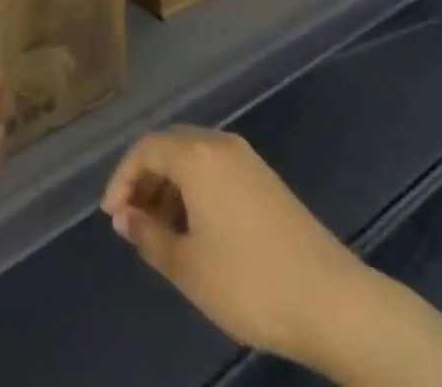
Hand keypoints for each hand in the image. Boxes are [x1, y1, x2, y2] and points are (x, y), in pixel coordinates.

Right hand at [101, 127, 371, 368]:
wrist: (330, 299)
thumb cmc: (249, 281)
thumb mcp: (188, 267)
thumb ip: (148, 236)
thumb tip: (125, 216)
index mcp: (196, 154)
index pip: (146, 148)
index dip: (122, 177)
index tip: (111, 215)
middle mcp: (220, 143)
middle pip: (170, 145)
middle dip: (145, 178)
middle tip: (131, 219)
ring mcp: (247, 158)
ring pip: (194, 157)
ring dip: (170, 184)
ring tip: (160, 229)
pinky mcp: (266, 179)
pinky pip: (216, 168)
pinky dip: (195, 188)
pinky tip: (196, 228)